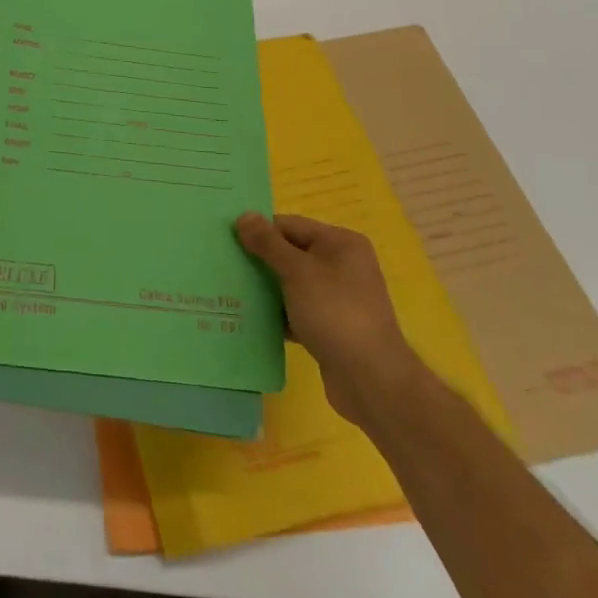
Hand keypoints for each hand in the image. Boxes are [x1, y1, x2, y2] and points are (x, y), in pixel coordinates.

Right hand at [235, 212, 428, 428]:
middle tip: (224, 265)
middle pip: (290, 254)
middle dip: (260, 260)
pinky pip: (297, 311)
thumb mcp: (297, 271)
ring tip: (231, 291)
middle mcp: (343, 266)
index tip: (227, 241)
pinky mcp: (332, 328)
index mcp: (341, 243)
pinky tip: (252, 319)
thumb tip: (244, 215)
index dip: (259, 231)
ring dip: (266, 288)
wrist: (372, 382)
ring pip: (292, 284)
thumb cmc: (335, 313)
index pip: (290, 226)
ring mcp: (338, 299)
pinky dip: (278, 314)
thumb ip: (267, 243)